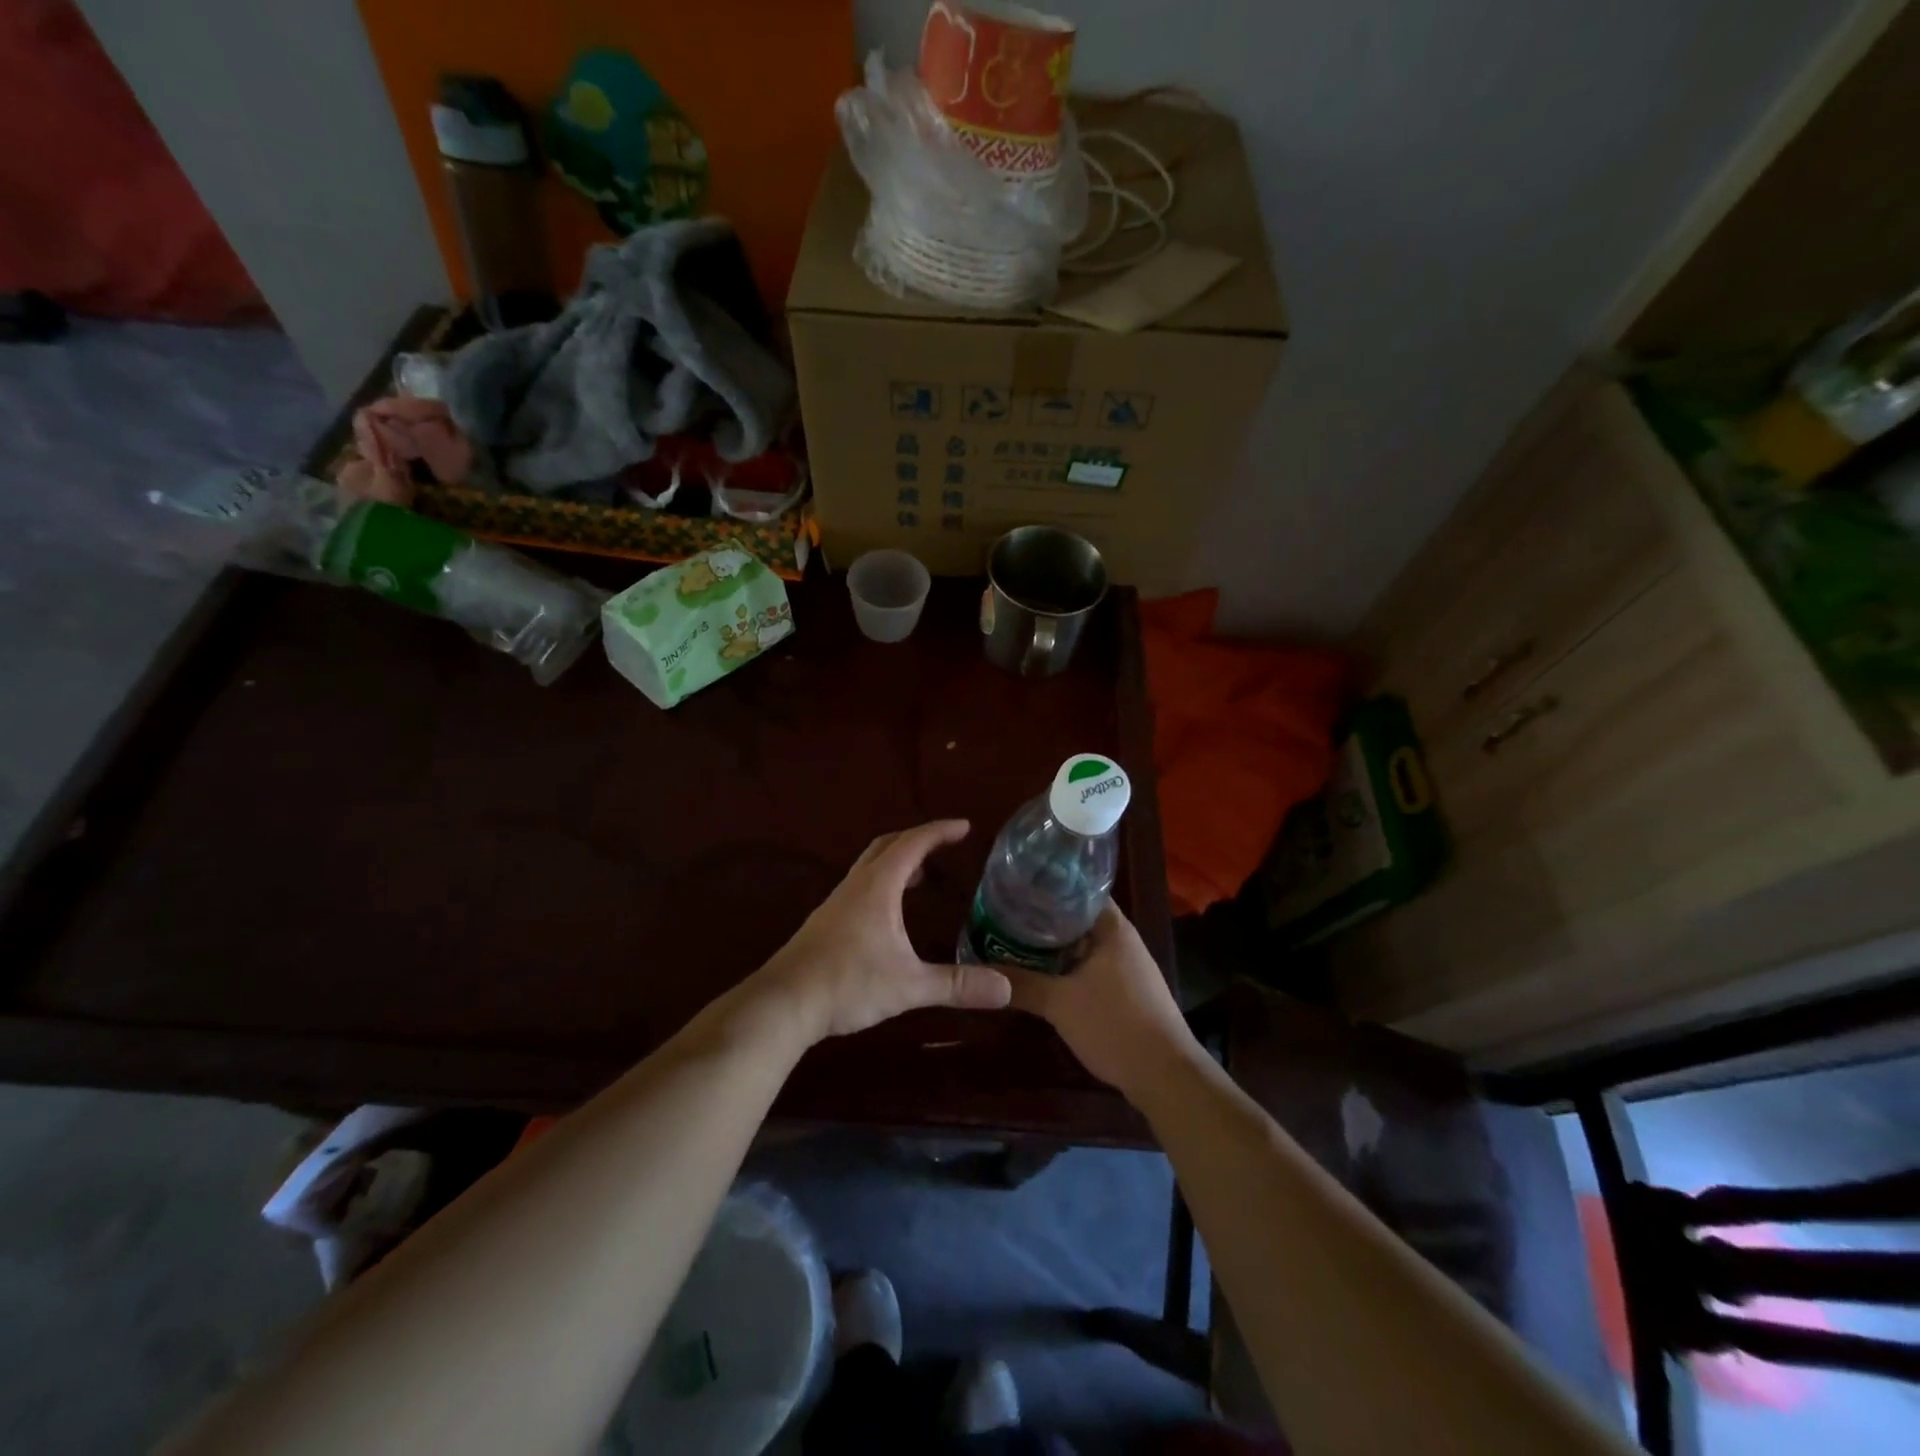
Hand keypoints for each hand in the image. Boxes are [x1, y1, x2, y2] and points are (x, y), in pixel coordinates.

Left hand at [754, 820, 1012, 1042]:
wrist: (784, 1003)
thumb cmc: (848, 983)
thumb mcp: (909, 985)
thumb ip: (956, 985)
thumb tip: (1006, 989)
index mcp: (878, 886)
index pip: (913, 844)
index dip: (939, 832)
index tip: (965, 826)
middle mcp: (856, 885)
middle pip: (887, 846)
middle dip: (917, 839)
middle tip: (944, 843)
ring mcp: (837, 903)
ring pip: (870, 867)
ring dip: (897, 862)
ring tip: (921, 875)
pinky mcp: (826, 923)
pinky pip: (860, 887)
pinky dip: (882, 884)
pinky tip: (889, 913)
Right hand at [1002, 904, 1201, 1101]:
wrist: (1165, 1076)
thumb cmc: (1115, 1024)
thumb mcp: (1060, 1003)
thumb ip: (1021, 983)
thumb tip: (979, 968)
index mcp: (1113, 928)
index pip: (1078, 890)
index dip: (1047, 887)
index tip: (1016, 888)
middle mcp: (1122, 940)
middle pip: (1077, 918)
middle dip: (1042, 919)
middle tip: (1005, 917)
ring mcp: (1126, 967)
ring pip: (1082, 946)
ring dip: (1052, 947)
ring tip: (1014, 943)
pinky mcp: (1126, 993)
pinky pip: (1089, 969)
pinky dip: (1065, 969)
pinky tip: (1041, 977)